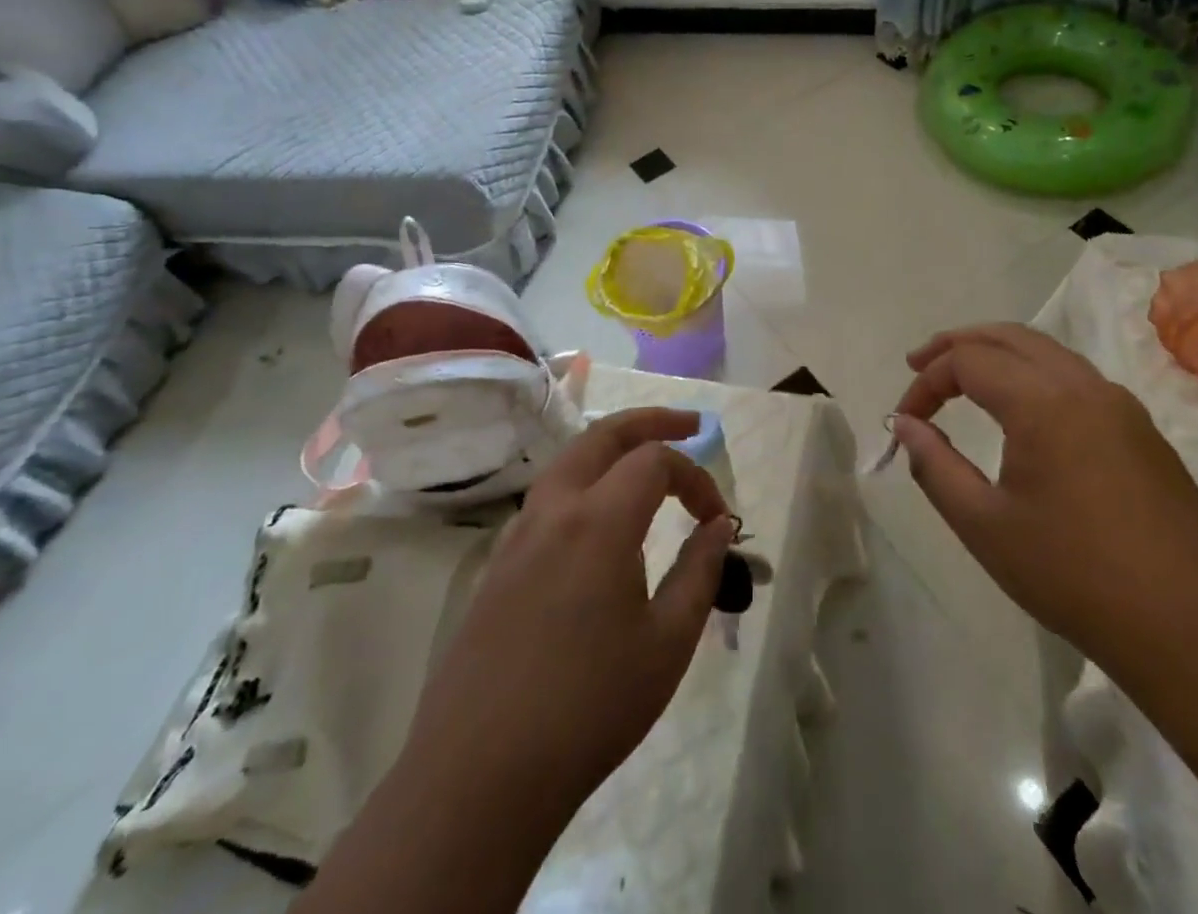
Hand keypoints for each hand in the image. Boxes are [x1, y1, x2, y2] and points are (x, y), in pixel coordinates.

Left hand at [406, 408, 734, 824]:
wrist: (479, 776)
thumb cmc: (588, 707)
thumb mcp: (667, 643)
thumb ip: (699, 571)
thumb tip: (718, 525)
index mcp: (598, 520)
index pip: (656, 461)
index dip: (696, 478)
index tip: (718, 519)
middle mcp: (554, 509)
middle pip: (604, 435)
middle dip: (651, 421)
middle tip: (690, 425)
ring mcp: (518, 534)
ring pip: (569, 460)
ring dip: (612, 446)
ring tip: (647, 460)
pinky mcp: (499, 564)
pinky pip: (548, 497)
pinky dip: (584, 480)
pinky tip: (599, 518)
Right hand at [890, 323, 1197, 672]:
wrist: (1192, 630)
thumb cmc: (1075, 577)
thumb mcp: (984, 526)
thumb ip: (934, 466)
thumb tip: (905, 425)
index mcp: (1043, 402)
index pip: (967, 361)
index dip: (927, 382)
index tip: (905, 420)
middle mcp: (1083, 386)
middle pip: (1009, 336)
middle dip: (958, 344)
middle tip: (919, 365)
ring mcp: (1120, 405)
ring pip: (1046, 351)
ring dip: (998, 354)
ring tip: (963, 378)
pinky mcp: (1142, 430)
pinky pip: (1075, 378)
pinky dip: (1033, 374)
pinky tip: (1022, 411)